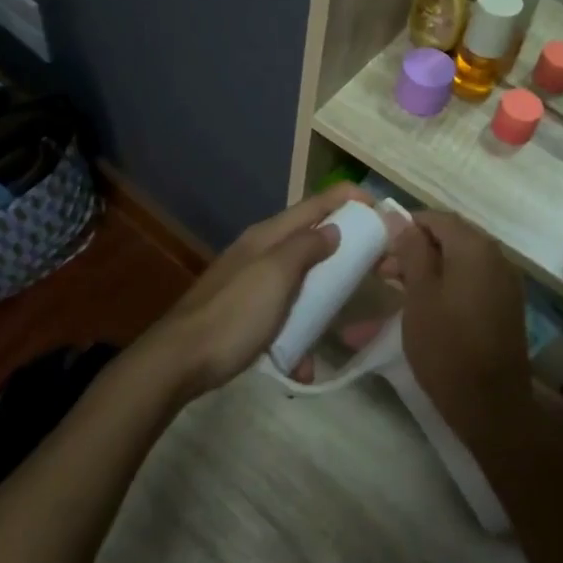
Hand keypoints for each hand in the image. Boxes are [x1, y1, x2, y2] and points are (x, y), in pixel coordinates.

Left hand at [150, 183, 368, 398]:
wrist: (180, 359)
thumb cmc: (234, 314)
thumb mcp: (276, 275)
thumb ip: (306, 247)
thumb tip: (333, 228)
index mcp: (269, 235)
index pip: (315, 203)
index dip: (348, 198)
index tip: (382, 208)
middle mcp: (261, 251)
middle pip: (311, 239)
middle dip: (346, 249)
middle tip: (380, 264)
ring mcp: (252, 282)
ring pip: (301, 279)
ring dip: (324, 297)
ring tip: (346, 318)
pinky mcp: (246, 312)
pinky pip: (284, 314)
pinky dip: (298, 332)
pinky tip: (302, 363)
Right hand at [388, 212, 532, 446]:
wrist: (491, 406)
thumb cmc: (447, 346)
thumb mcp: (419, 295)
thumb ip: (411, 250)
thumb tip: (399, 217)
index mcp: (475, 247)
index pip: (436, 218)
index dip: (405, 226)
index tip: (379, 245)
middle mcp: (496, 257)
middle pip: (449, 238)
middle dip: (414, 249)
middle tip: (381, 270)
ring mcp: (504, 283)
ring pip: (458, 262)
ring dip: (427, 269)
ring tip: (394, 288)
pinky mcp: (504, 306)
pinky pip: (470, 282)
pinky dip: (445, 286)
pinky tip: (422, 305)